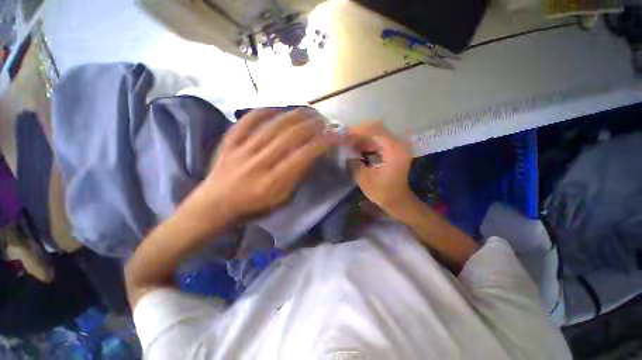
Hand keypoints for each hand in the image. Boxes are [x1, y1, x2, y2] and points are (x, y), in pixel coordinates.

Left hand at [184, 108, 333, 224]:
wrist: (215, 205)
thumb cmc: (253, 207)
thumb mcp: (282, 201)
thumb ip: (298, 179)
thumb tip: (312, 158)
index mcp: (274, 182)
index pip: (304, 156)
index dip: (322, 143)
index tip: (335, 135)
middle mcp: (260, 163)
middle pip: (290, 137)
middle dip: (312, 125)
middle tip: (323, 120)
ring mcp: (242, 149)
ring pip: (273, 125)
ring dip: (294, 115)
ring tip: (308, 111)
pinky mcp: (230, 141)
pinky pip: (248, 120)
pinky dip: (263, 110)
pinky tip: (277, 107)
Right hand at [347, 122, 413, 211]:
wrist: (398, 200)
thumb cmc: (382, 192)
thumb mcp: (364, 179)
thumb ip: (353, 163)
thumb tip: (343, 151)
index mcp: (394, 150)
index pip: (374, 130)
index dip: (357, 130)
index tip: (342, 134)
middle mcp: (398, 143)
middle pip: (376, 128)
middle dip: (358, 132)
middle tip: (343, 138)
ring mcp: (396, 145)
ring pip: (376, 133)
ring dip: (361, 137)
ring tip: (347, 143)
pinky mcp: (393, 149)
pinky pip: (378, 140)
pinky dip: (366, 142)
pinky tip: (356, 148)